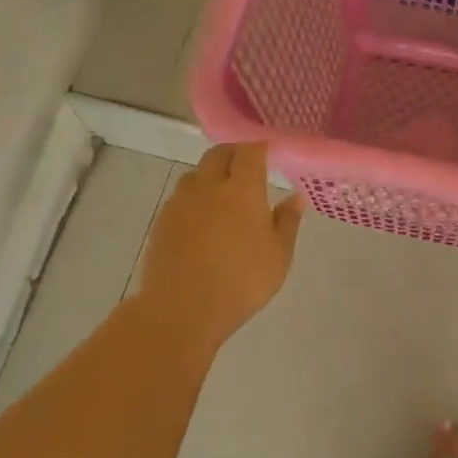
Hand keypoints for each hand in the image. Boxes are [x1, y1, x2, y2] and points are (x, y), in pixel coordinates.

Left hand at [138, 143, 304, 351]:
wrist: (181, 309)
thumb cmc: (241, 283)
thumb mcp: (279, 256)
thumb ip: (287, 222)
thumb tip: (295, 197)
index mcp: (242, 191)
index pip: (250, 152)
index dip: (261, 147)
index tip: (271, 152)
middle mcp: (208, 187)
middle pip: (218, 154)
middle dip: (234, 154)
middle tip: (248, 167)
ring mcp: (181, 203)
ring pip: (196, 174)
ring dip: (211, 174)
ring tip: (224, 194)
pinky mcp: (162, 221)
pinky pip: (181, 198)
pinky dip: (195, 198)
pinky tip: (202, 220)